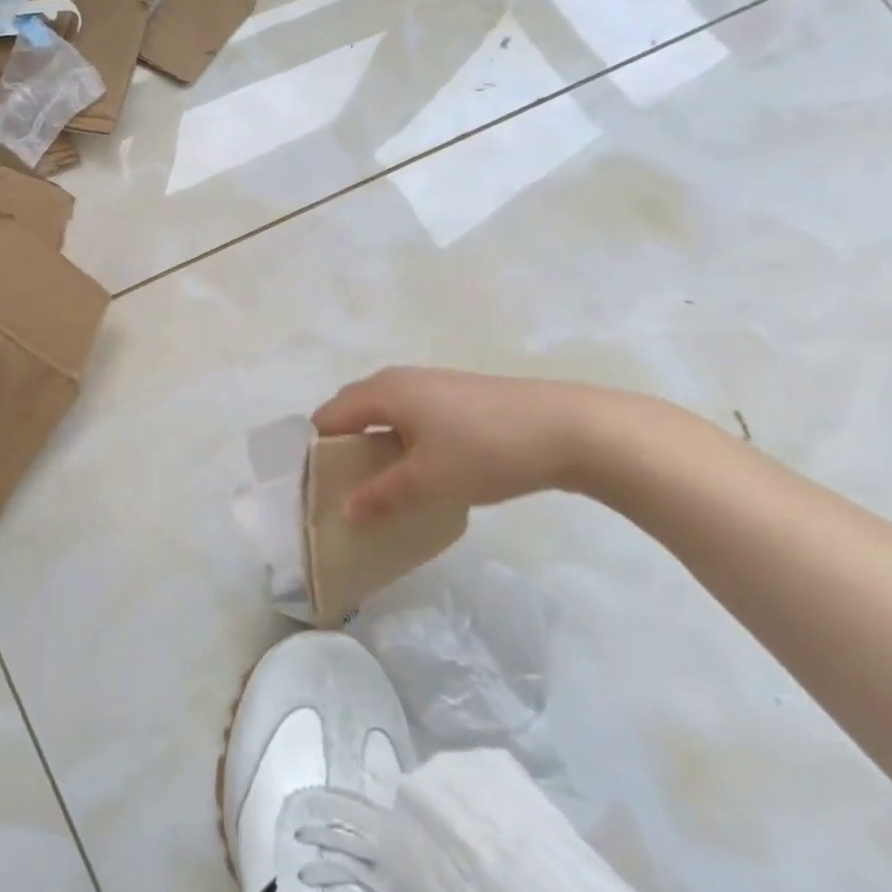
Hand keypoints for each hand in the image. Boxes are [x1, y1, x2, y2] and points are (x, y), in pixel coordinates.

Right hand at [311, 367, 604, 521]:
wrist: (573, 429)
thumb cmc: (486, 451)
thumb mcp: (428, 482)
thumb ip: (381, 496)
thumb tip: (346, 512)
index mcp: (382, 392)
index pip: (328, 416)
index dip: (318, 451)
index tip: (321, 487)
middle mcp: (400, 379)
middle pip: (353, 410)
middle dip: (343, 446)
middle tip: (347, 487)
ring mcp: (432, 384)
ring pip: (385, 413)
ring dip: (375, 443)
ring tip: (383, 482)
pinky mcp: (459, 395)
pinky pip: (411, 414)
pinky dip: (402, 438)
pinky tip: (423, 468)